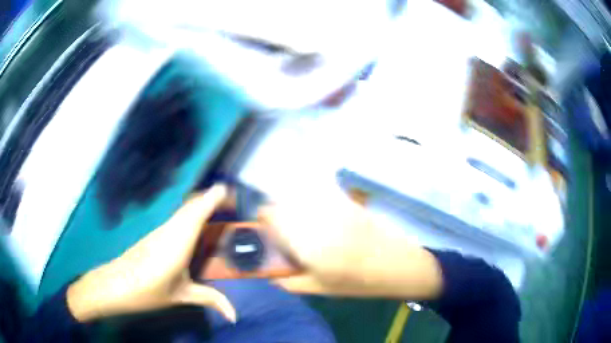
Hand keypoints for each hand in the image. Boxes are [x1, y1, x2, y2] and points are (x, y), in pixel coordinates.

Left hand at [67, 185, 235, 322]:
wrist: (115, 284)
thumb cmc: (148, 291)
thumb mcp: (180, 296)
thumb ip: (210, 299)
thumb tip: (235, 316)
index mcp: (178, 244)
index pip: (196, 214)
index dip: (211, 199)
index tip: (226, 189)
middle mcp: (169, 231)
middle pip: (190, 207)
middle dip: (209, 198)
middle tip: (229, 199)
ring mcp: (160, 230)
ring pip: (183, 210)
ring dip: (199, 204)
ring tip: (217, 205)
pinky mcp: (154, 234)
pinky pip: (176, 217)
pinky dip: (189, 212)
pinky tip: (195, 220)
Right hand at [258, 186, 442, 298]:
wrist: (396, 264)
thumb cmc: (357, 282)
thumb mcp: (320, 288)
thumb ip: (289, 282)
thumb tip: (268, 274)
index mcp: (306, 243)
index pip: (271, 215)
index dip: (263, 219)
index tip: (265, 228)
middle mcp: (316, 218)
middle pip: (283, 201)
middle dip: (277, 213)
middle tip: (284, 230)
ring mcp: (333, 206)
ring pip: (300, 194)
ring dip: (294, 204)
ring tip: (302, 221)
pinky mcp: (347, 200)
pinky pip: (320, 192)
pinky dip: (312, 196)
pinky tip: (319, 212)